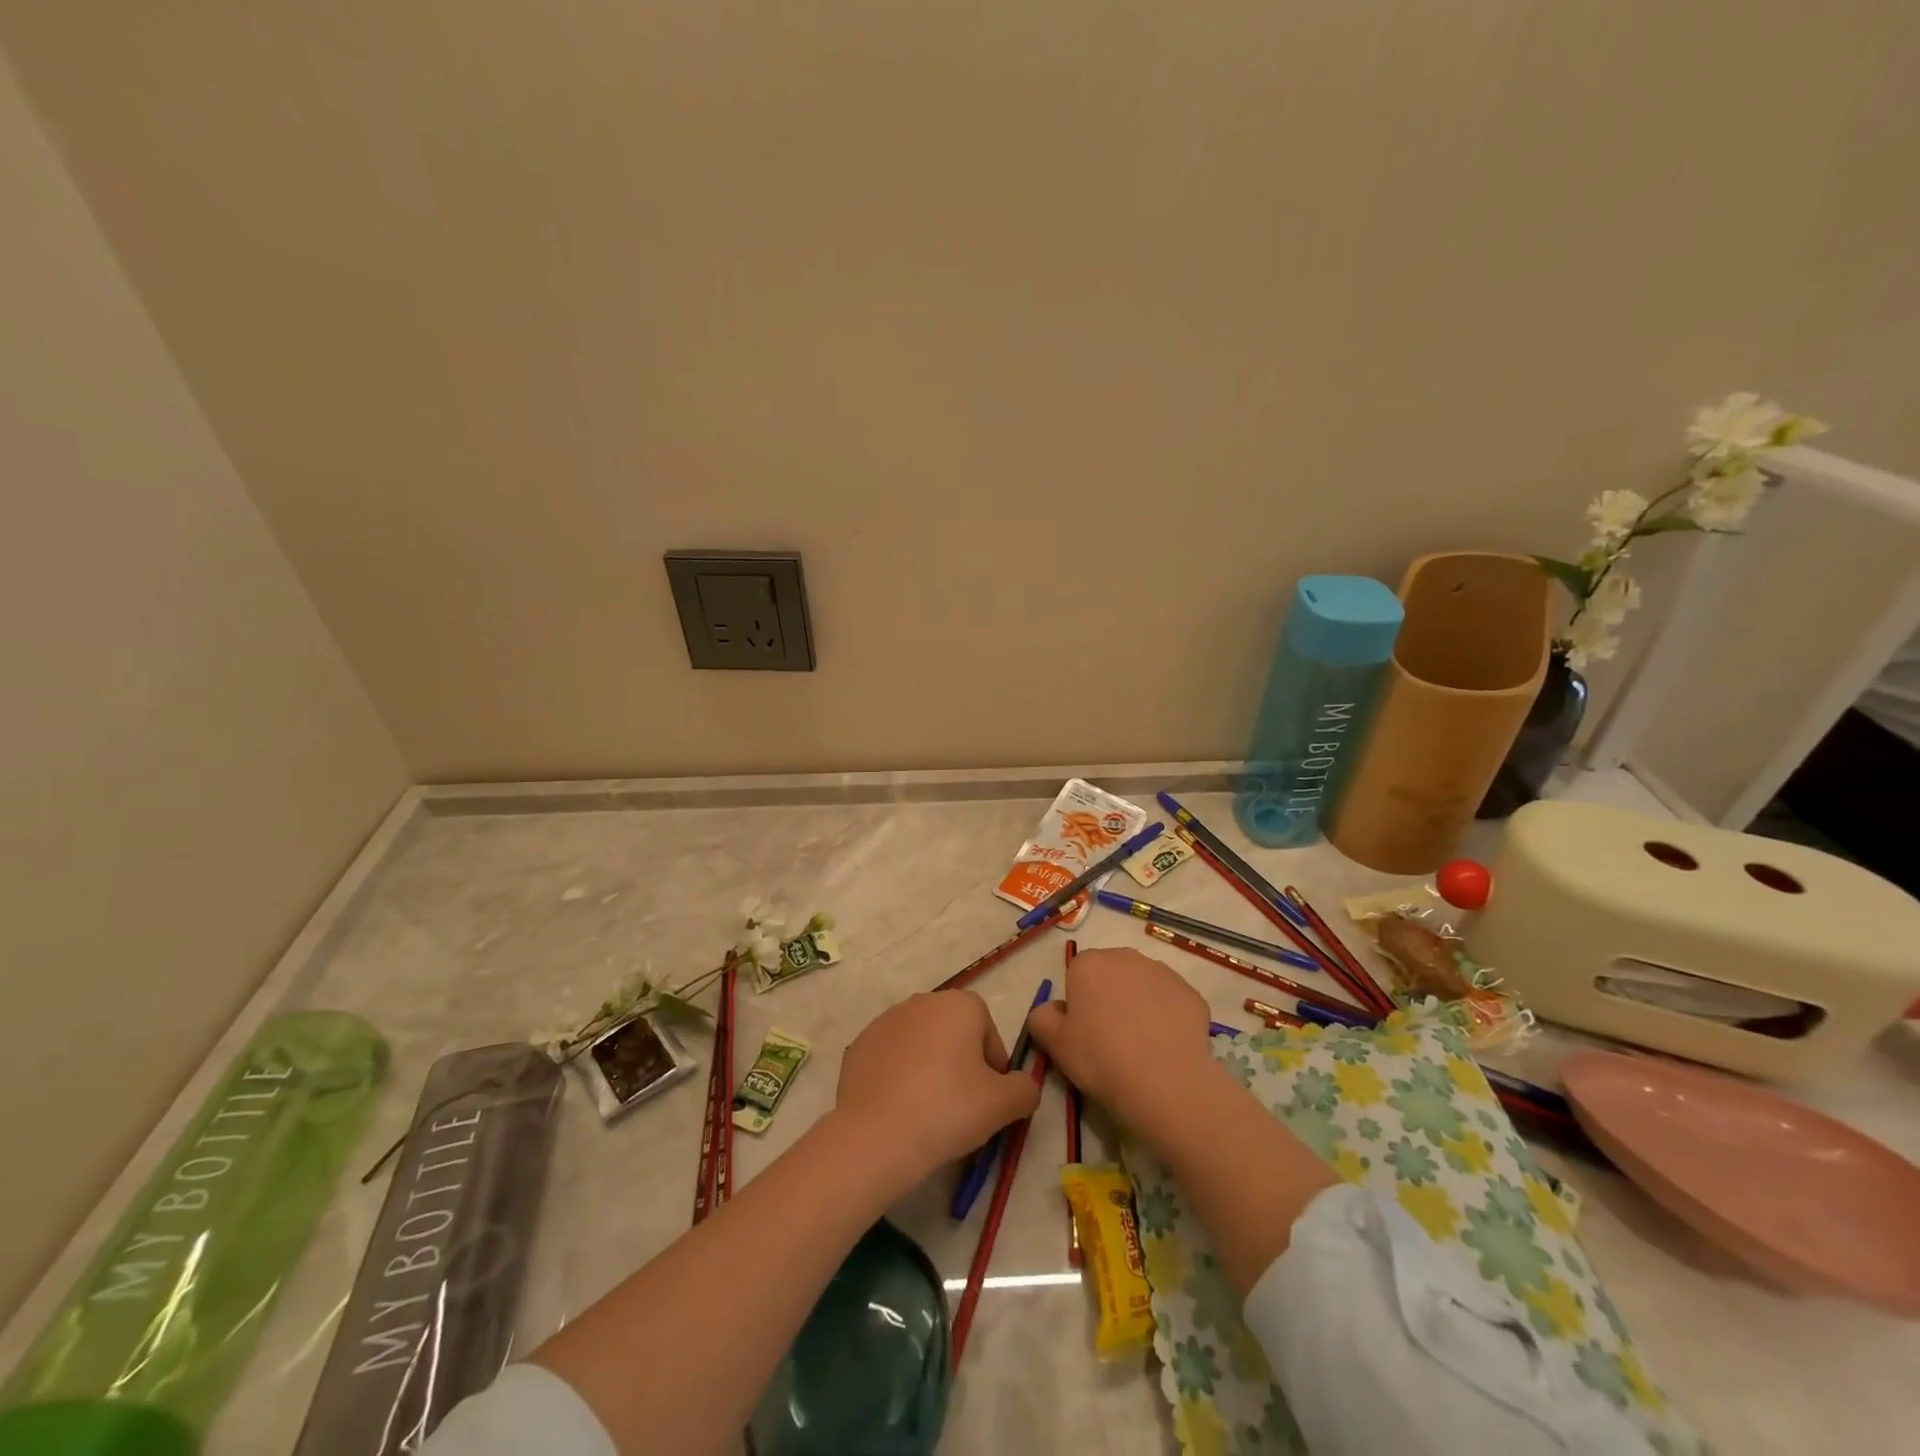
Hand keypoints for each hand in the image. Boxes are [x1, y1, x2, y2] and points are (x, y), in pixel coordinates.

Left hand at [834, 990, 1040, 1183]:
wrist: (876, 1135)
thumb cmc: (949, 1109)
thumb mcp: (1004, 1105)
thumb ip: (1025, 1089)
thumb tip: (1023, 1086)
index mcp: (959, 1005)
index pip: (987, 1028)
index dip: (993, 1064)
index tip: (990, 1097)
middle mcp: (922, 1001)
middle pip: (953, 1032)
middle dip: (961, 1063)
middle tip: (963, 1107)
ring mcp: (885, 1021)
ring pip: (921, 1044)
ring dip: (929, 1068)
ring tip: (929, 1112)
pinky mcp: (859, 1045)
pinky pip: (891, 1059)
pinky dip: (899, 1077)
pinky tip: (900, 1110)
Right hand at [1026, 948, 1215, 1133]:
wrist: (1166, 1082)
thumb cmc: (1101, 1058)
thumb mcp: (1055, 1044)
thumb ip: (1042, 1017)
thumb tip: (1053, 1009)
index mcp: (1088, 964)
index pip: (1077, 975)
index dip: (1079, 1004)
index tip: (1085, 1032)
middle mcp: (1125, 957)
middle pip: (1111, 974)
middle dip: (1109, 997)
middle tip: (1111, 1038)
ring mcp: (1162, 972)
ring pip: (1142, 985)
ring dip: (1139, 1004)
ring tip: (1142, 1045)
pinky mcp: (1190, 992)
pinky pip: (1171, 1001)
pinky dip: (1167, 1017)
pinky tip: (1166, 1046)